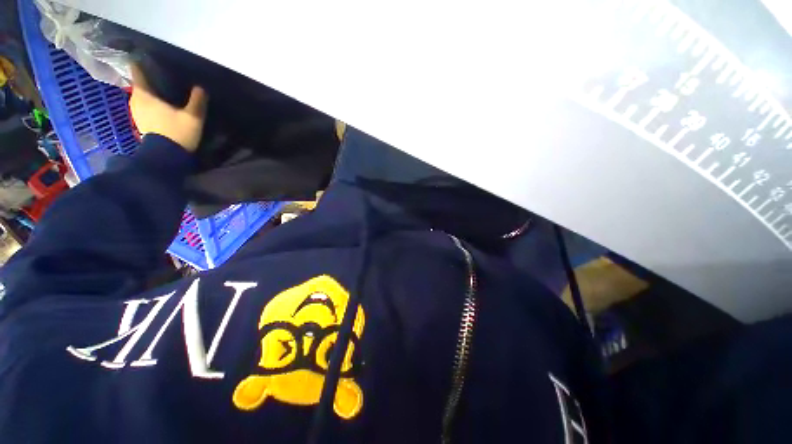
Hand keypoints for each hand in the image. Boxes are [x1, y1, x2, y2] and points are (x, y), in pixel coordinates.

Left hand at [129, 65, 208, 151]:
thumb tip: (201, 87)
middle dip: (149, 76)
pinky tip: (161, 102)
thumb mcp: (193, 116)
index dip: (142, 61)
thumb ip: (197, 101)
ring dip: (150, 90)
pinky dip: (150, 101)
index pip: (137, 69)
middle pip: (140, 82)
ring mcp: (136, 111)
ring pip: (141, 93)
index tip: (150, 56)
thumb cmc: (177, 133)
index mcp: (144, 93)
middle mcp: (135, 99)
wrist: (167, 157)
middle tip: (162, 72)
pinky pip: (143, 104)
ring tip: (162, 87)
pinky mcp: (140, 121)